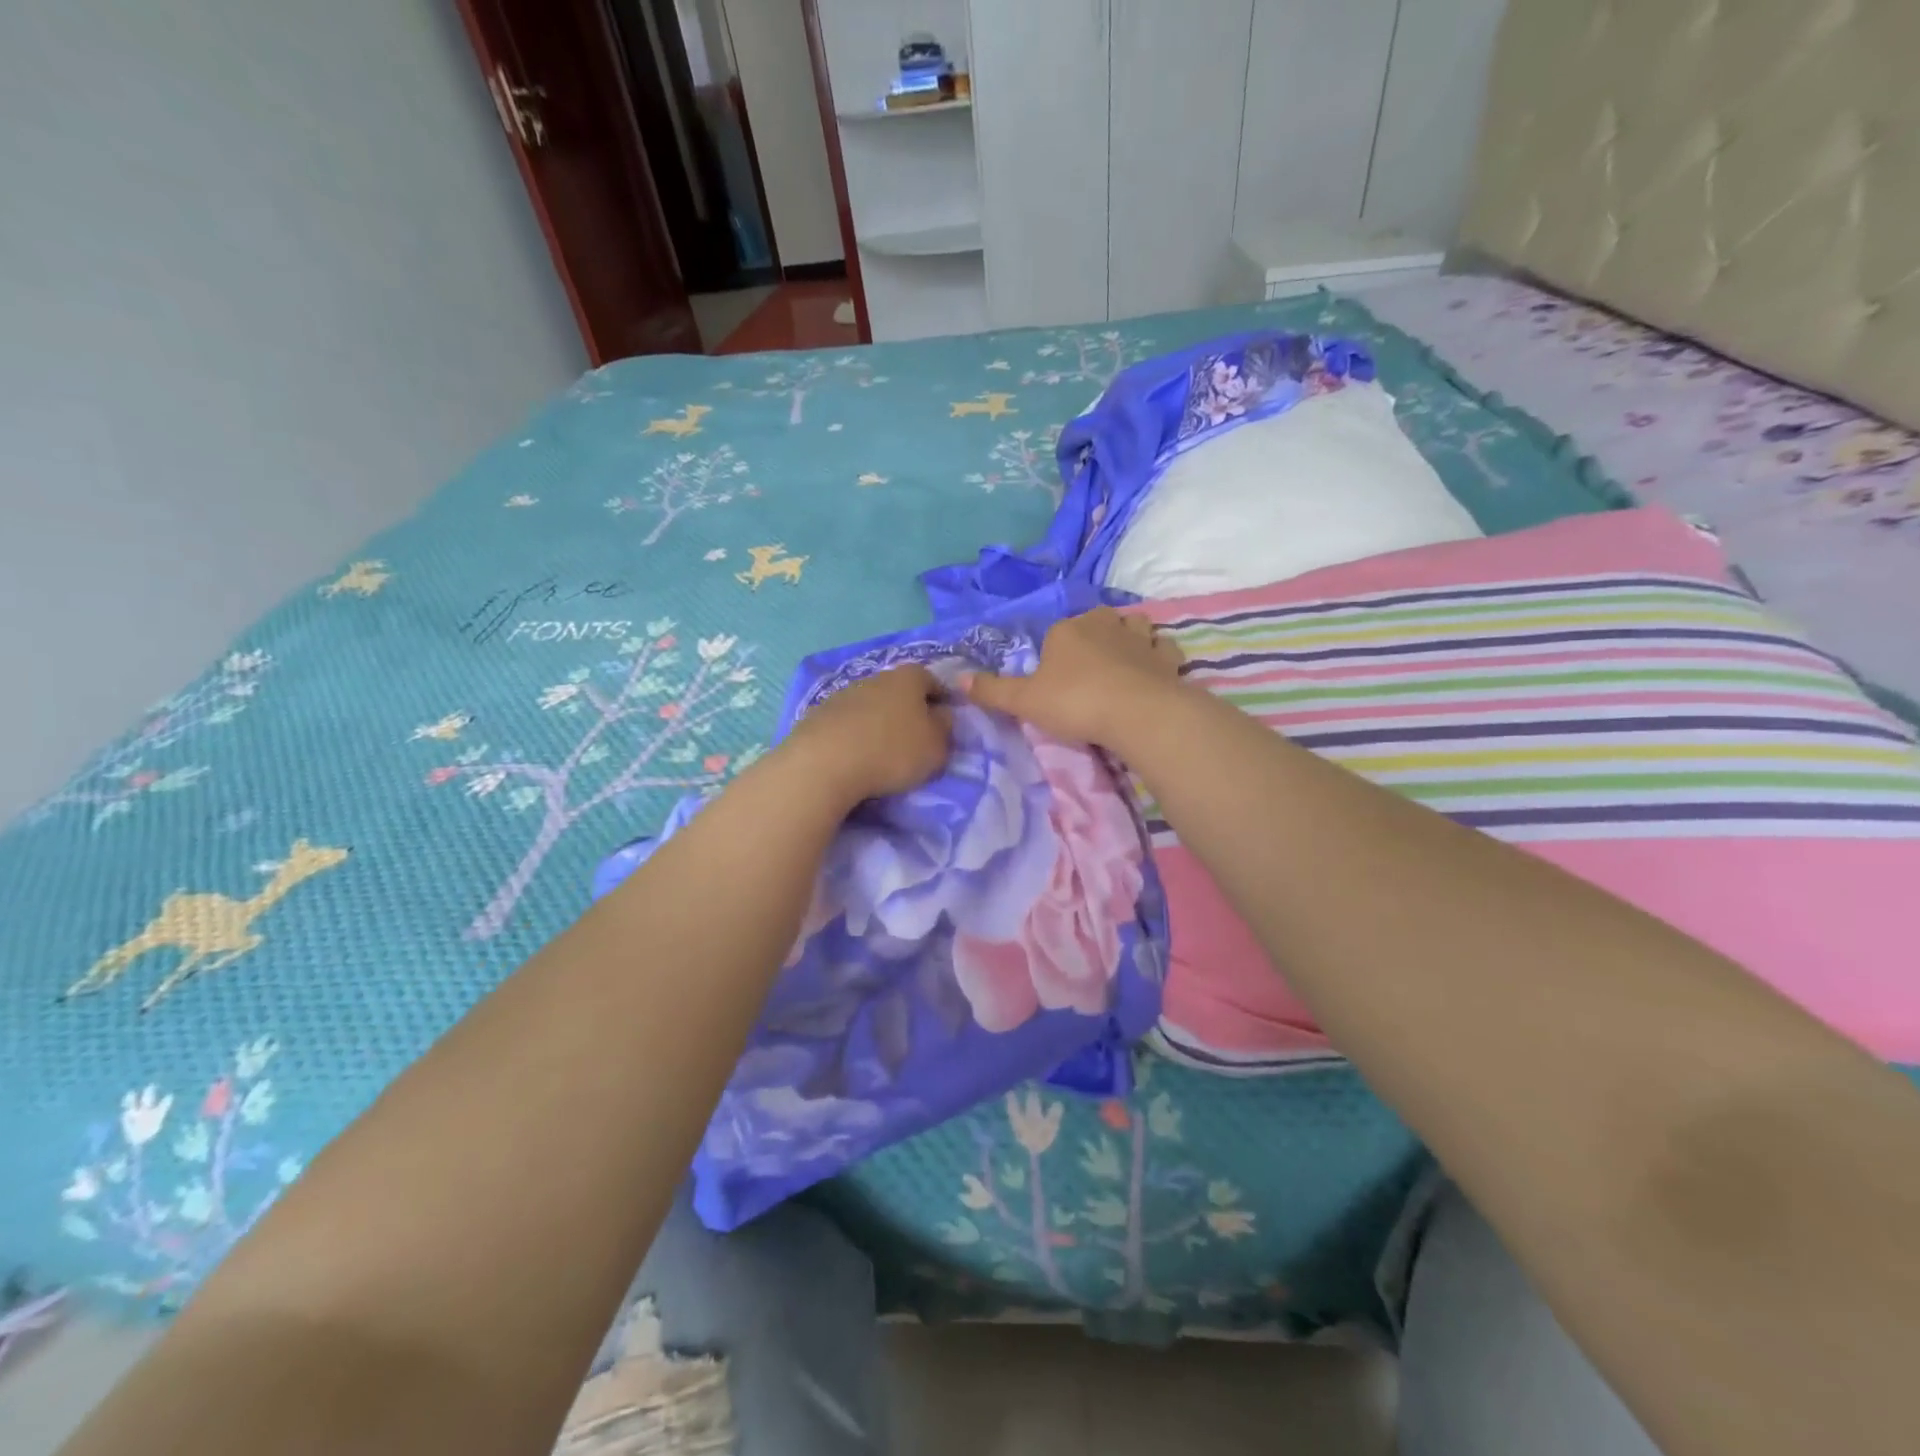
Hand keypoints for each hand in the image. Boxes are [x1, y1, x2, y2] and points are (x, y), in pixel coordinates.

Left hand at [780, 665, 952, 806]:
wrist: (824, 763)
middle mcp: (875, 677)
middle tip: (914, 738)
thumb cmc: (892, 752)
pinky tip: (854, 756)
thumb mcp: (936, 747)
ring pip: (870, 705)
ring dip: (878, 722)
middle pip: (898, 690)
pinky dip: (854, 734)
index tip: (944, 722)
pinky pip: (846, 722)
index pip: (932, 680)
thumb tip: (941, 715)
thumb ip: (945, 728)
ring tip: (881, 750)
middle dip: (908, 710)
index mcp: (908, 678)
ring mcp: (843, 694)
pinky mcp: (817, 714)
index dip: (941, 699)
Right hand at [960, 607, 1185, 746]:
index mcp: (1067, 629)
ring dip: (1129, 637)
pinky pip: (1162, 647)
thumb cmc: (1074, 702)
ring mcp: (1139, 638)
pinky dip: (1158, 655)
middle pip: (1097, 620)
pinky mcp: (1166, 657)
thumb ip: (992, 691)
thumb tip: (957, 680)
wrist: (1135, 713)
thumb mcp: (1024, 701)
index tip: (1054, 680)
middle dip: (1093, 636)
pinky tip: (1152, 670)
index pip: (1056, 632)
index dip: (1054, 653)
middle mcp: (1104, 624)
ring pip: (1135, 626)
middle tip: (1086, 670)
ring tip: (1122, 660)